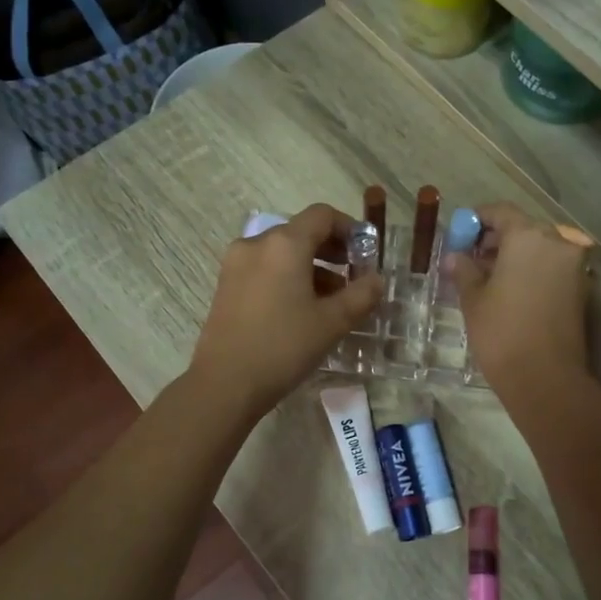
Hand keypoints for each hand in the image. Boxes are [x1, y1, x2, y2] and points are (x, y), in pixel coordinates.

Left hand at [189, 203, 382, 419]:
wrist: (225, 383)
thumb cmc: (283, 346)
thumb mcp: (332, 322)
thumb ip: (361, 295)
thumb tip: (376, 280)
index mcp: (284, 244)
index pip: (322, 215)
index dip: (349, 228)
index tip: (365, 253)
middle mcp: (256, 244)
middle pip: (300, 232)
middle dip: (331, 250)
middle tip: (353, 277)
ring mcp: (236, 264)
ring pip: (282, 253)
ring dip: (310, 267)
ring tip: (331, 300)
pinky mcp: (226, 286)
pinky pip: (264, 269)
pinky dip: (287, 278)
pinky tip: (300, 309)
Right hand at [447, 203, 591, 396]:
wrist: (545, 377)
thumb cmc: (501, 332)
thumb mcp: (473, 299)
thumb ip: (464, 270)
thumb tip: (455, 257)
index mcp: (528, 236)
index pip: (501, 212)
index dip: (477, 220)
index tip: (460, 235)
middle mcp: (557, 243)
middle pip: (523, 228)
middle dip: (496, 239)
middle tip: (471, 258)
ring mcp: (574, 266)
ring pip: (539, 249)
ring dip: (515, 256)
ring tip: (487, 278)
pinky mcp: (582, 289)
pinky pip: (551, 268)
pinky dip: (532, 271)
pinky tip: (510, 291)